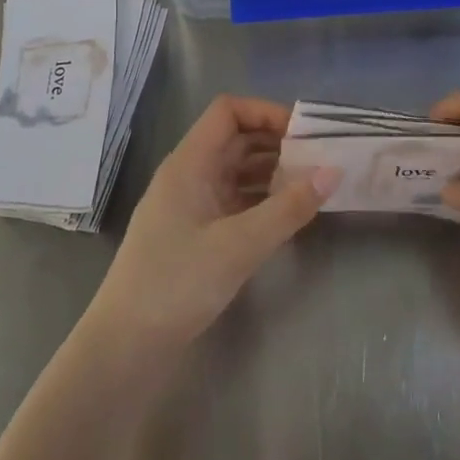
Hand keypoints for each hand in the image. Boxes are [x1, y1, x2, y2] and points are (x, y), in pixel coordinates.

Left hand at [87, 96, 326, 349]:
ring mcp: (190, 205)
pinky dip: (261, 199)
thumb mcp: (239, 245)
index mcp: (189, 164)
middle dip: (277, 142)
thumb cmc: (177, 284)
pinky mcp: (195, 233)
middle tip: (320, 157)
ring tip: (312, 184)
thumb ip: (289, 208)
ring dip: (272, 171)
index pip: (228, 112)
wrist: (126, 347)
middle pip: (235, 139)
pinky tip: (288, 213)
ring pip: (236, 171)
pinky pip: (234, 200)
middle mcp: (188, 175)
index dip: (266, 112)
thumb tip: (333, 171)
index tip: (305, 133)